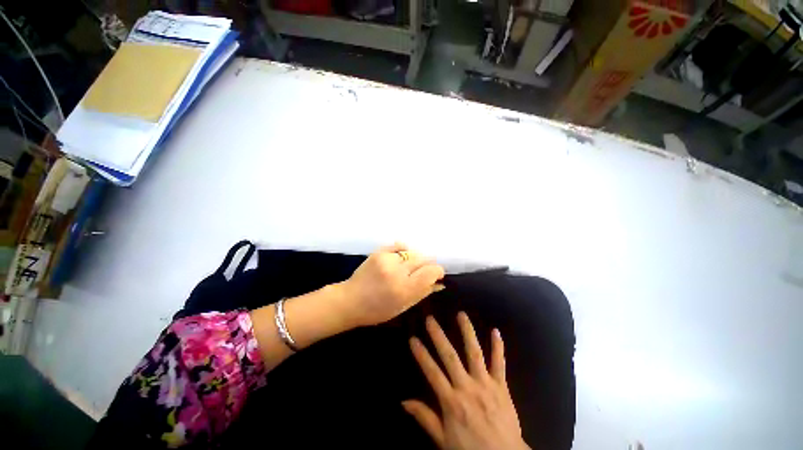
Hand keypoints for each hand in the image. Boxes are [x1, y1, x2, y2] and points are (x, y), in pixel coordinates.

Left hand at [340, 243, 444, 327]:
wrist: (350, 300)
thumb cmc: (377, 310)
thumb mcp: (403, 307)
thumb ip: (423, 292)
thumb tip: (439, 282)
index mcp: (404, 289)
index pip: (431, 272)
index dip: (438, 271)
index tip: (437, 275)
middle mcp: (397, 271)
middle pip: (423, 259)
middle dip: (427, 265)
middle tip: (423, 272)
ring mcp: (387, 259)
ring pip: (412, 252)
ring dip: (415, 259)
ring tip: (409, 267)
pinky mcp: (379, 252)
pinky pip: (399, 245)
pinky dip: (404, 250)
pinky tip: (402, 257)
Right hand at [403, 313, 528, 449]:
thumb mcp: (443, 440)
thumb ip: (425, 418)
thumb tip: (403, 401)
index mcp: (451, 402)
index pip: (432, 372)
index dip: (421, 355)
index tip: (413, 339)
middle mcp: (467, 387)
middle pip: (450, 357)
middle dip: (438, 336)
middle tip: (431, 319)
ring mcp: (486, 384)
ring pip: (475, 353)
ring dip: (467, 332)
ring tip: (461, 315)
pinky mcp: (501, 386)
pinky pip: (500, 363)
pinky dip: (498, 347)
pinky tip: (495, 331)